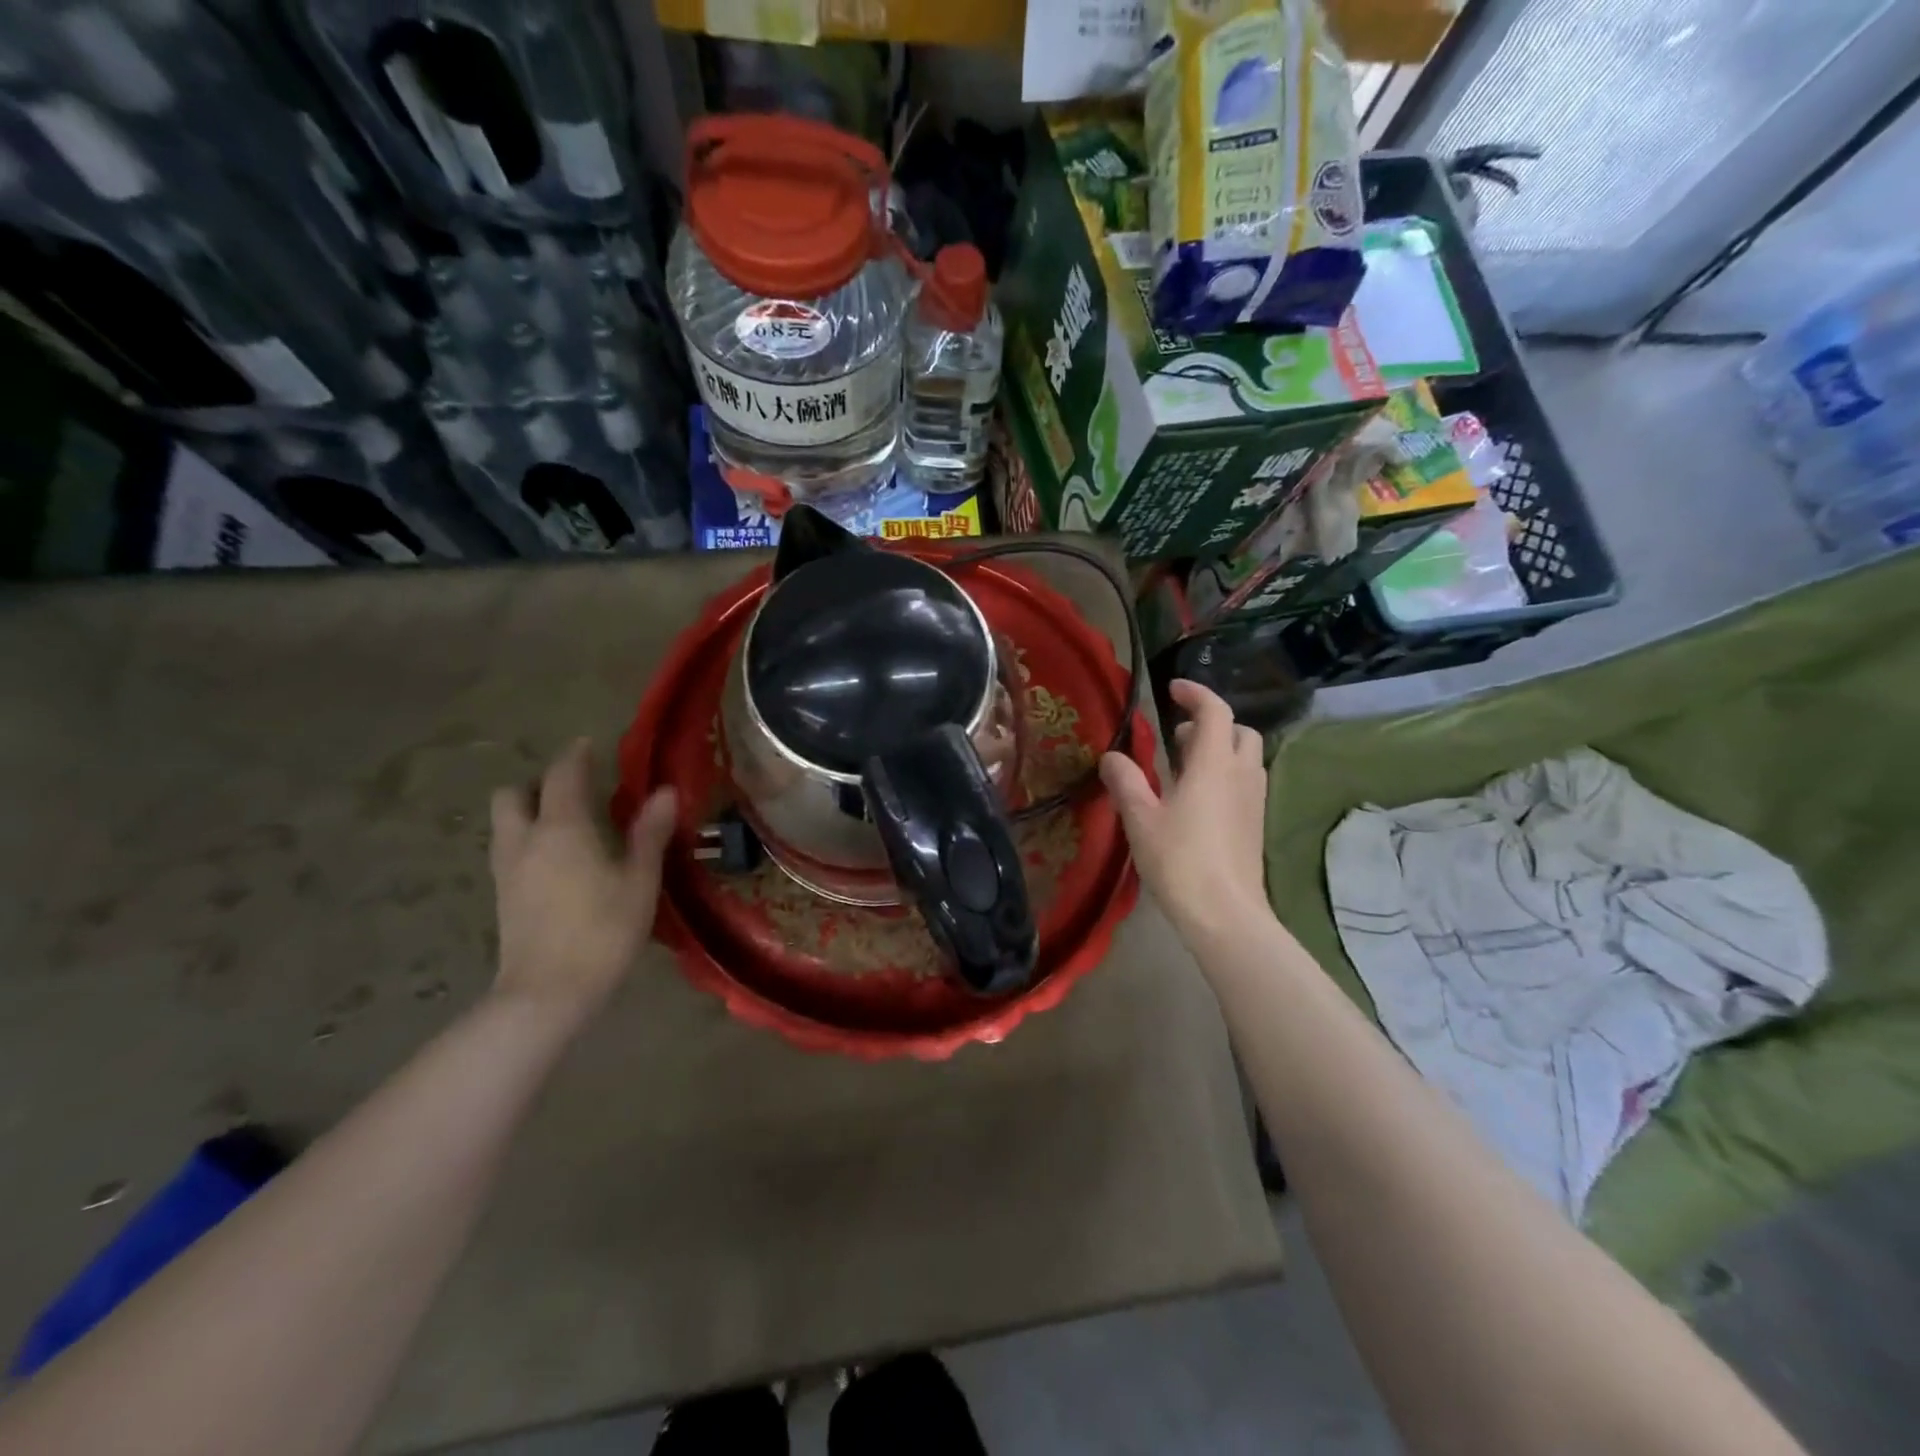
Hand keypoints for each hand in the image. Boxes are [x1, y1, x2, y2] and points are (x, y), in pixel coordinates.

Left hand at [489, 739, 676, 1024]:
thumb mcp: (639, 881)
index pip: (562, 774)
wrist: (547, 994)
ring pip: (505, 823)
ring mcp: (507, 870)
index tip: (590, 745)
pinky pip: (508, 850)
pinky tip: (556, 862)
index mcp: (562, 828)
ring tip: (566, 824)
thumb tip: (665, 791)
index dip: (576, 755)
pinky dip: (527, 840)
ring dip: (528, 811)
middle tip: (573, 791)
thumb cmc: (602, 931)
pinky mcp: (502, 897)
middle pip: (513, 794)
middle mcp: (526, 840)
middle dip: (538, 783)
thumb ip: (649, 833)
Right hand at [1101, 680, 1268, 936]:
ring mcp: (1253, 800)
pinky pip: (1244, 782)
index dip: (1196, 693)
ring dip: (1219, 749)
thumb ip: (1125, 781)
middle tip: (1177, 736)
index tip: (1172, 689)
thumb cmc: (1180, 861)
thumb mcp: (1141, 818)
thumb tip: (1111, 756)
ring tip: (1182, 767)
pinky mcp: (1255, 824)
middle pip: (1239, 731)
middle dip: (1212, 723)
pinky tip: (1196, 799)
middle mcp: (1241, 775)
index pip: (1215, 711)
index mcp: (1214, 765)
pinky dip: (1224, 774)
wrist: (1226, 915)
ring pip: (1245, 757)